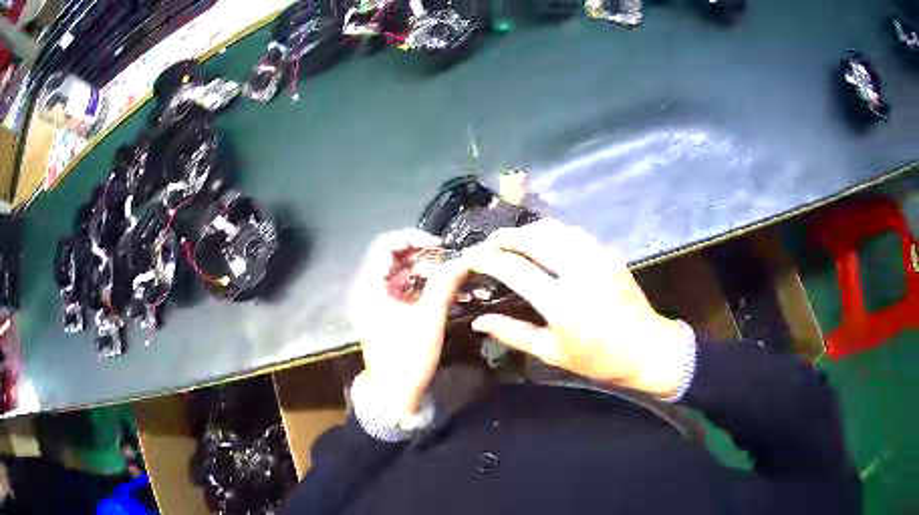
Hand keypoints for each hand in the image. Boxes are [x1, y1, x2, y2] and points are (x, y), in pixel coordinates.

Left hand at [350, 229, 467, 416]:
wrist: (395, 394)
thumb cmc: (407, 357)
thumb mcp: (428, 320)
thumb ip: (444, 285)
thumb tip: (464, 260)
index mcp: (369, 287)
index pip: (386, 245)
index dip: (413, 238)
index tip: (440, 246)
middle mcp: (368, 289)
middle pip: (393, 257)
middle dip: (422, 254)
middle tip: (449, 260)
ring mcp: (376, 301)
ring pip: (400, 272)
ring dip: (425, 269)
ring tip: (451, 274)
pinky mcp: (386, 312)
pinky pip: (403, 288)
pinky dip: (422, 284)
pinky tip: (443, 288)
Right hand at [464, 219, 690, 397]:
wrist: (647, 348)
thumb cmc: (598, 359)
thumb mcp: (552, 353)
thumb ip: (513, 333)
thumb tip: (479, 320)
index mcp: (560, 302)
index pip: (513, 267)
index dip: (487, 258)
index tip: (470, 256)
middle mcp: (577, 271)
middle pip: (532, 238)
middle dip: (504, 236)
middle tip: (488, 245)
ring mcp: (596, 257)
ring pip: (553, 228)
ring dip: (527, 231)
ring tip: (511, 242)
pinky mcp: (608, 253)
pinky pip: (572, 232)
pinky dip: (550, 232)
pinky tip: (542, 243)